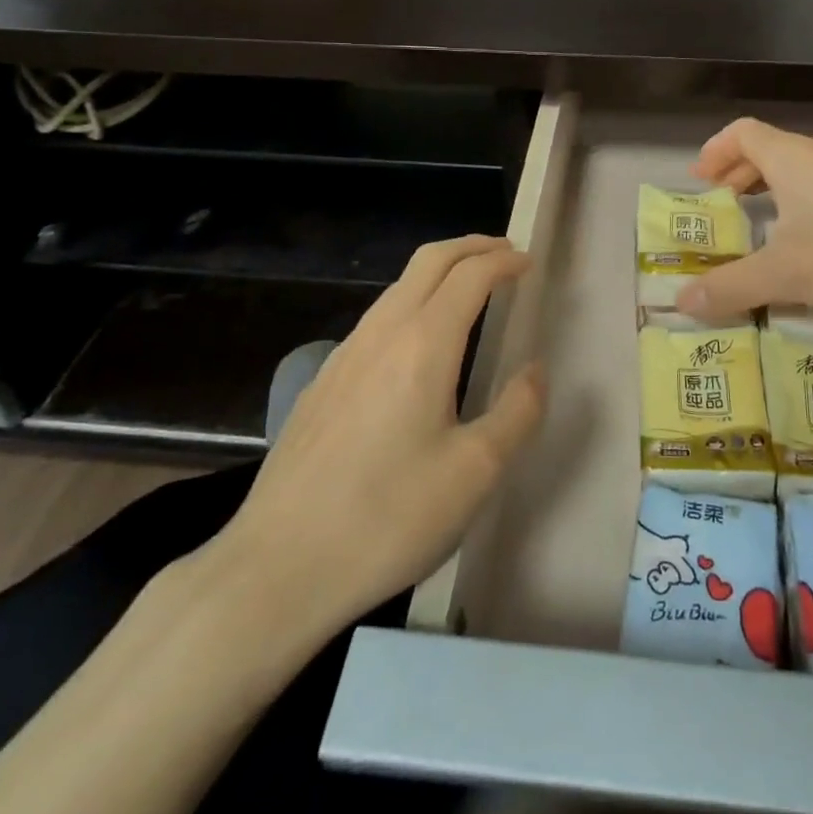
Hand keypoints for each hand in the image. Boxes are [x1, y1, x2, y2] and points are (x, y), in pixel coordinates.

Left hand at [200, 235, 543, 636]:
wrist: (277, 566)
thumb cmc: (388, 518)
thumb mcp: (475, 473)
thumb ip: (517, 412)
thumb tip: (535, 370)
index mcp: (424, 343)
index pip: (470, 275)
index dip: (504, 261)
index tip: (529, 263)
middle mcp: (382, 332)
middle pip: (429, 260)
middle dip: (471, 247)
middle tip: (504, 254)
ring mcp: (345, 354)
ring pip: (398, 286)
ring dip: (439, 272)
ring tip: (469, 289)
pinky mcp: (323, 382)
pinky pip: (377, 317)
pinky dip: (412, 301)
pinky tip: (417, 343)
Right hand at [678, 117, 812, 322]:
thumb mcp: (787, 275)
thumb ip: (731, 287)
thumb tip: (680, 303)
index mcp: (793, 157)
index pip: (742, 133)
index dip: (715, 151)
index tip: (701, 182)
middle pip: (770, 149)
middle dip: (741, 174)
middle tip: (725, 207)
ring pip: (803, 168)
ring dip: (775, 188)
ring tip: (766, 225)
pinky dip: (806, 201)